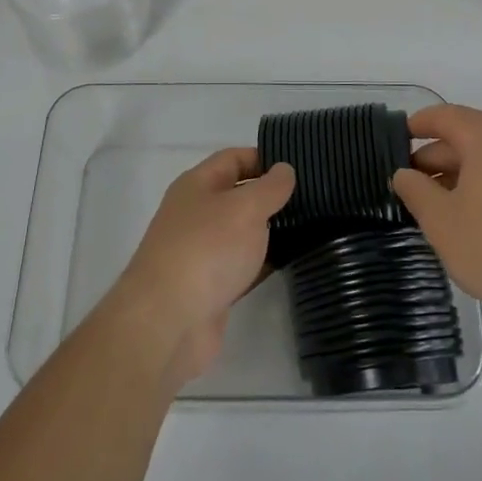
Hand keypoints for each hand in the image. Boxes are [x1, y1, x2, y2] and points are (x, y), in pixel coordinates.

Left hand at [109, 149, 294, 389]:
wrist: (168, 323)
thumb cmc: (207, 250)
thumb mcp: (245, 207)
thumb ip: (270, 187)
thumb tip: (284, 169)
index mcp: (197, 185)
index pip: (233, 158)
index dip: (265, 157)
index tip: (300, 166)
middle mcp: (196, 213)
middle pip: (238, 194)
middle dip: (271, 195)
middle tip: (313, 197)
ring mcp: (202, 251)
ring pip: (242, 232)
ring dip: (271, 230)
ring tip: (312, 226)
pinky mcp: (211, 286)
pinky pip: (243, 265)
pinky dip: (264, 262)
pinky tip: (294, 260)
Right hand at [391, 105, 481, 333]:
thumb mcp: (441, 222)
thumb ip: (415, 191)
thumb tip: (404, 174)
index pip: (444, 116)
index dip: (418, 125)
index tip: (398, 138)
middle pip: (469, 135)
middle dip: (439, 157)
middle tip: (413, 183)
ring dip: (464, 173)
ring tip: (442, 204)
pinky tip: (477, 215)